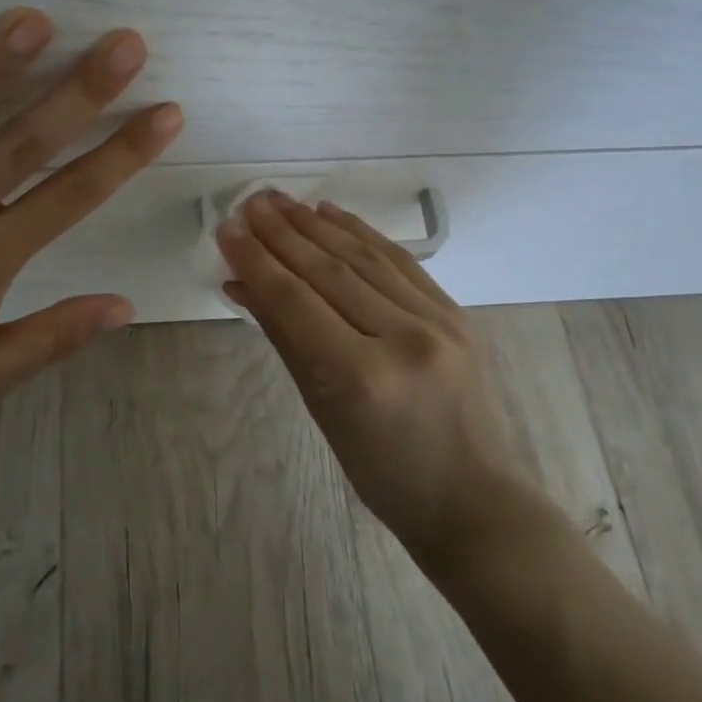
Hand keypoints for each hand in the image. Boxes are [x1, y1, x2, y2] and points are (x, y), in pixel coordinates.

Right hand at [218, 192, 546, 569]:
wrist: (474, 500)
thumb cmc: (385, 475)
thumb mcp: (323, 413)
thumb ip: (285, 339)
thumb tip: (244, 285)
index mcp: (361, 377)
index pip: (295, 301)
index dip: (256, 260)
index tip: (227, 229)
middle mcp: (403, 338)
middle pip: (328, 270)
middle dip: (281, 233)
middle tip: (249, 203)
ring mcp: (438, 321)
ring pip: (364, 257)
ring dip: (316, 225)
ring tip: (280, 201)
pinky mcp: (457, 313)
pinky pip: (399, 262)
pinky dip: (361, 233)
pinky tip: (331, 214)